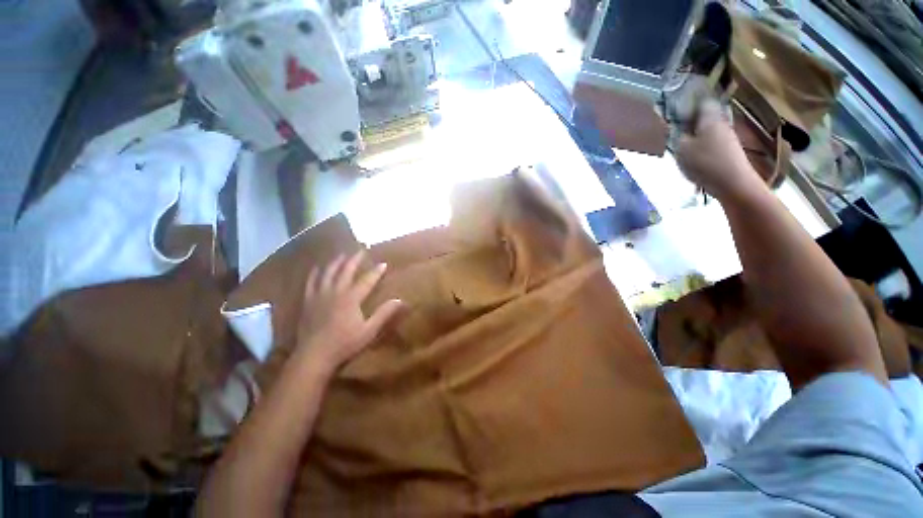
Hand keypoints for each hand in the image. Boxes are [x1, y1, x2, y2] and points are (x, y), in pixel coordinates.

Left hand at [296, 251, 402, 372]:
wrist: (314, 355)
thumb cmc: (344, 343)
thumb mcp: (369, 330)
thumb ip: (384, 314)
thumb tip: (400, 300)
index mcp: (351, 298)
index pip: (367, 280)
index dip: (376, 271)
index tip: (383, 263)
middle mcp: (336, 292)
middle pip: (346, 271)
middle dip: (354, 259)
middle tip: (361, 250)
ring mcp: (320, 295)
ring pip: (328, 273)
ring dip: (336, 262)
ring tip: (342, 255)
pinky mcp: (308, 301)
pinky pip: (311, 282)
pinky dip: (315, 273)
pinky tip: (318, 268)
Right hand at [676, 100, 763, 200]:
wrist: (734, 184)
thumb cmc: (706, 163)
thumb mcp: (681, 149)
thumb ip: (676, 136)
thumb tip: (674, 127)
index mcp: (710, 118)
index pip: (701, 101)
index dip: (688, 102)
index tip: (675, 107)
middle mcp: (721, 124)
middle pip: (704, 117)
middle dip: (689, 122)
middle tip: (673, 130)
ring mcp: (726, 139)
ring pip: (706, 132)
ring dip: (694, 137)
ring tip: (680, 149)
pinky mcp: (728, 152)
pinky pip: (710, 145)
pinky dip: (700, 149)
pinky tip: (692, 161)